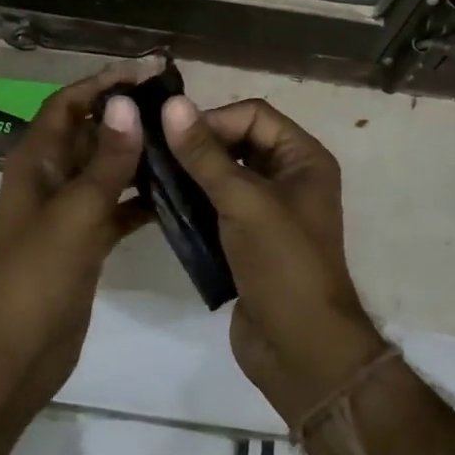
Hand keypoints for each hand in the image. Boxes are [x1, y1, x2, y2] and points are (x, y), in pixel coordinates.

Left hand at [0, 59, 158, 402]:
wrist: (14, 354)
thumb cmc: (37, 275)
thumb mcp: (76, 211)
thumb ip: (106, 160)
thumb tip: (127, 104)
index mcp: (36, 160)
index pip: (69, 103)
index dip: (104, 83)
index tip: (148, 72)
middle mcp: (50, 177)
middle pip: (90, 132)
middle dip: (127, 117)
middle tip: (177, 107)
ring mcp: (67, 212)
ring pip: (105, 170)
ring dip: (137, 156)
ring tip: (183, 143)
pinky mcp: (84, 243)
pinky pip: (115, 207)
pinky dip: (140, 199)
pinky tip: (176, 194)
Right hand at [162, 96, 388, 424]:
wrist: (301, 350)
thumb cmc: (282, 264)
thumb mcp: (243, 202)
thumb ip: (204, 154)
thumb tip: (172, 104)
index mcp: (303, 158)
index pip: (253, 114)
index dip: (214, 119)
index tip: (174, 138)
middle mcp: (289, 177)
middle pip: (237, 141)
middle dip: (198, 146)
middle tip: (154, 155)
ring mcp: (268, 211)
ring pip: (222, 175)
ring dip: (190, 175)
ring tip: (150, 178)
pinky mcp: (248, 240)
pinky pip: (216, 206)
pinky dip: (192, 203)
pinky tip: (161, 206)